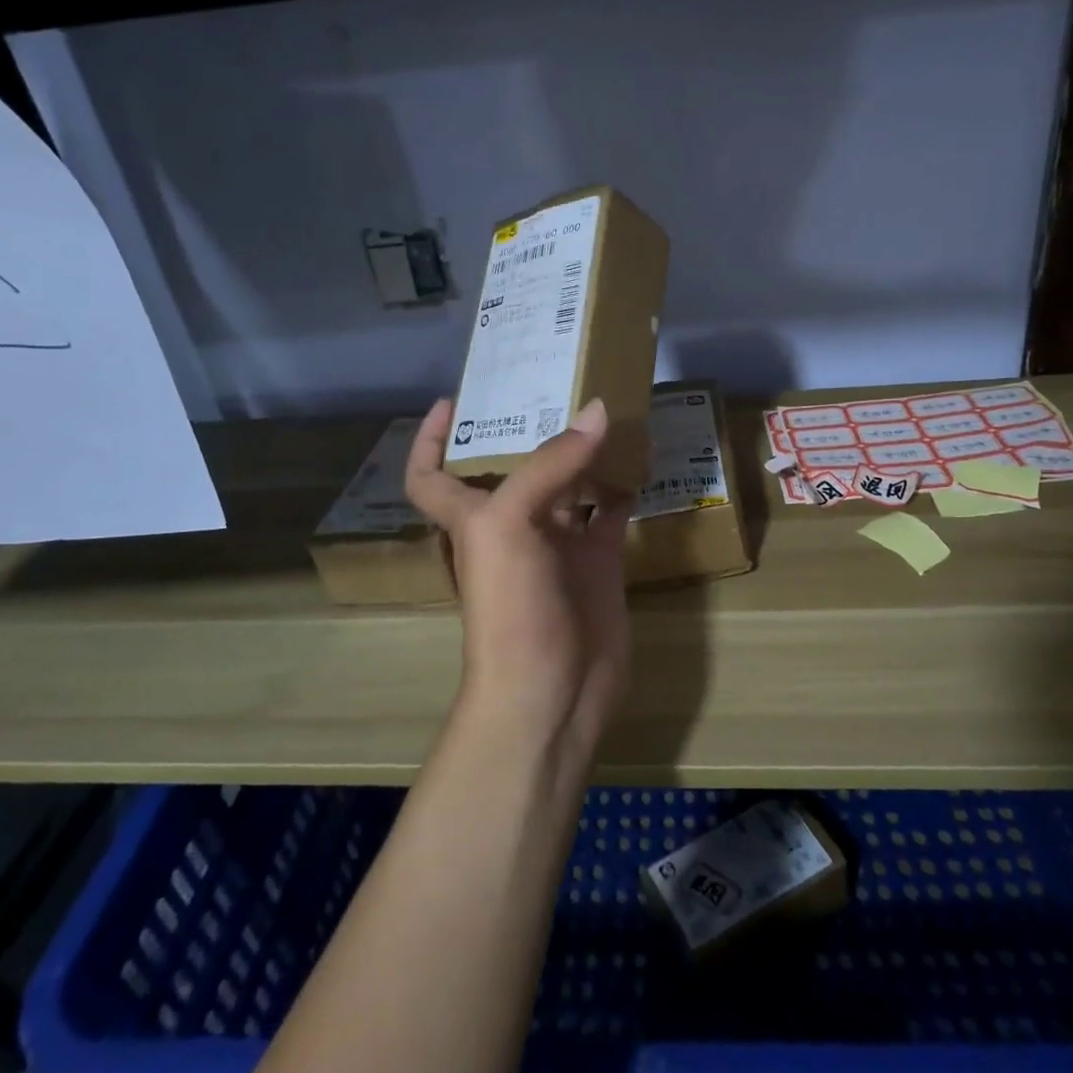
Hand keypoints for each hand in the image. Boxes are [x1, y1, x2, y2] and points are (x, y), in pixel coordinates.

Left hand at [405, 396, 636, 760]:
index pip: (431, 475)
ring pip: (569, 483)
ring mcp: (558, 544)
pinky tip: (642, 455)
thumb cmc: (511, 607)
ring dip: (585, 450)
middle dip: (530, 428)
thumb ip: (552, 464)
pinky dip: (624, 484)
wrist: (552, 692)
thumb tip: (599, 410)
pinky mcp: (598, 560)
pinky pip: (610, 510)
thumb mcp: (510, 524)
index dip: (431, 439)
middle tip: (558, 381)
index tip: (453, 401)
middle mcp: (512, 524)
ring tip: (608, 405)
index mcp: (474, 517)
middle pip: (514, 466)